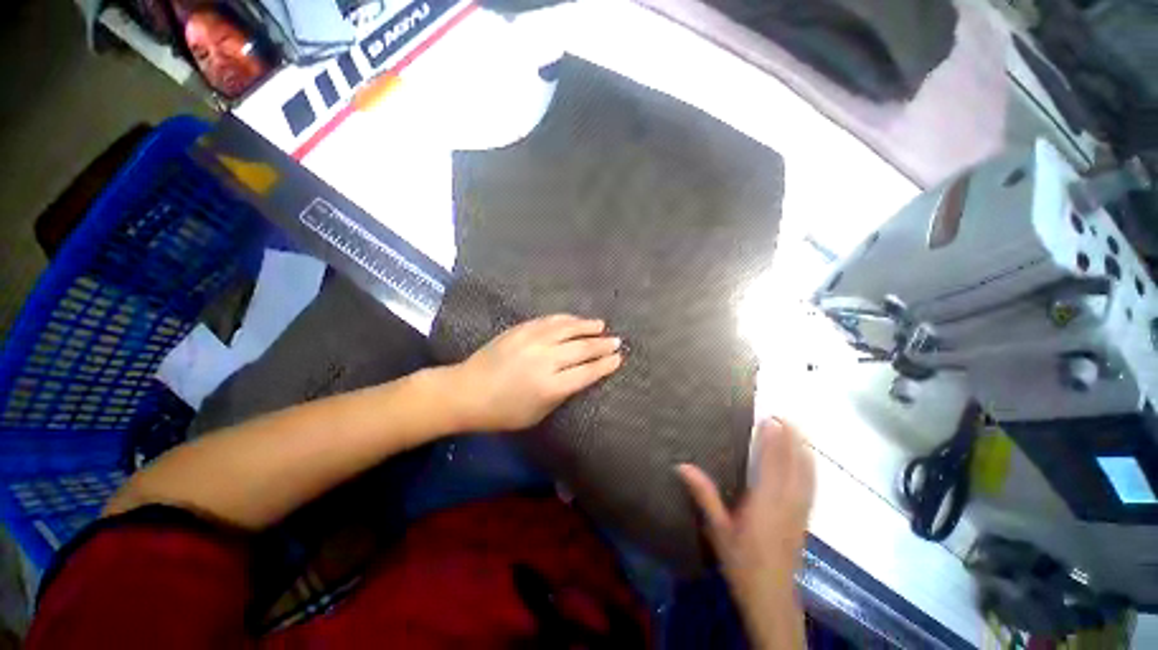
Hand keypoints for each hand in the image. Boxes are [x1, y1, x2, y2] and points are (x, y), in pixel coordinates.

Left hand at [448, 315, 622, 431]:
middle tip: (617, 341)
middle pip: (581, 349)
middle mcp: (545, 360)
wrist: (466, 391)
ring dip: (587, 327)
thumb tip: (579, 376)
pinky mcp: (521, 330)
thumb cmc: (502, 412)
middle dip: (602, 345)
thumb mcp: (537, 414)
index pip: (587, 372)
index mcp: (550, 386)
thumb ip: (561, 394)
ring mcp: (532, 341)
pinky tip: (576, 320)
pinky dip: (566, 319)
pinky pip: (550, 321)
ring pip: (568, 329)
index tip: (618, 358)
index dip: (605, 365)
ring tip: (601, 326)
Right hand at [678, 418, 814, 648]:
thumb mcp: (718, 529)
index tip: (770, 418)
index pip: (772, 463)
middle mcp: (788, 503)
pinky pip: (811, 485)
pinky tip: (807, 458)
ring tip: (798, 429)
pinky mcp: (805, 517)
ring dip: (804, 449)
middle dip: (793, 438)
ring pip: (808, 473)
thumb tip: (682, 466)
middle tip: (785, 415)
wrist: (771, 596)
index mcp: (765, 503)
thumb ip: (703, 495)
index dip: (773, 439)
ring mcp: (800, 510)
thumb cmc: (741, 562)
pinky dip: (810, 466)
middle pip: (796, 464)